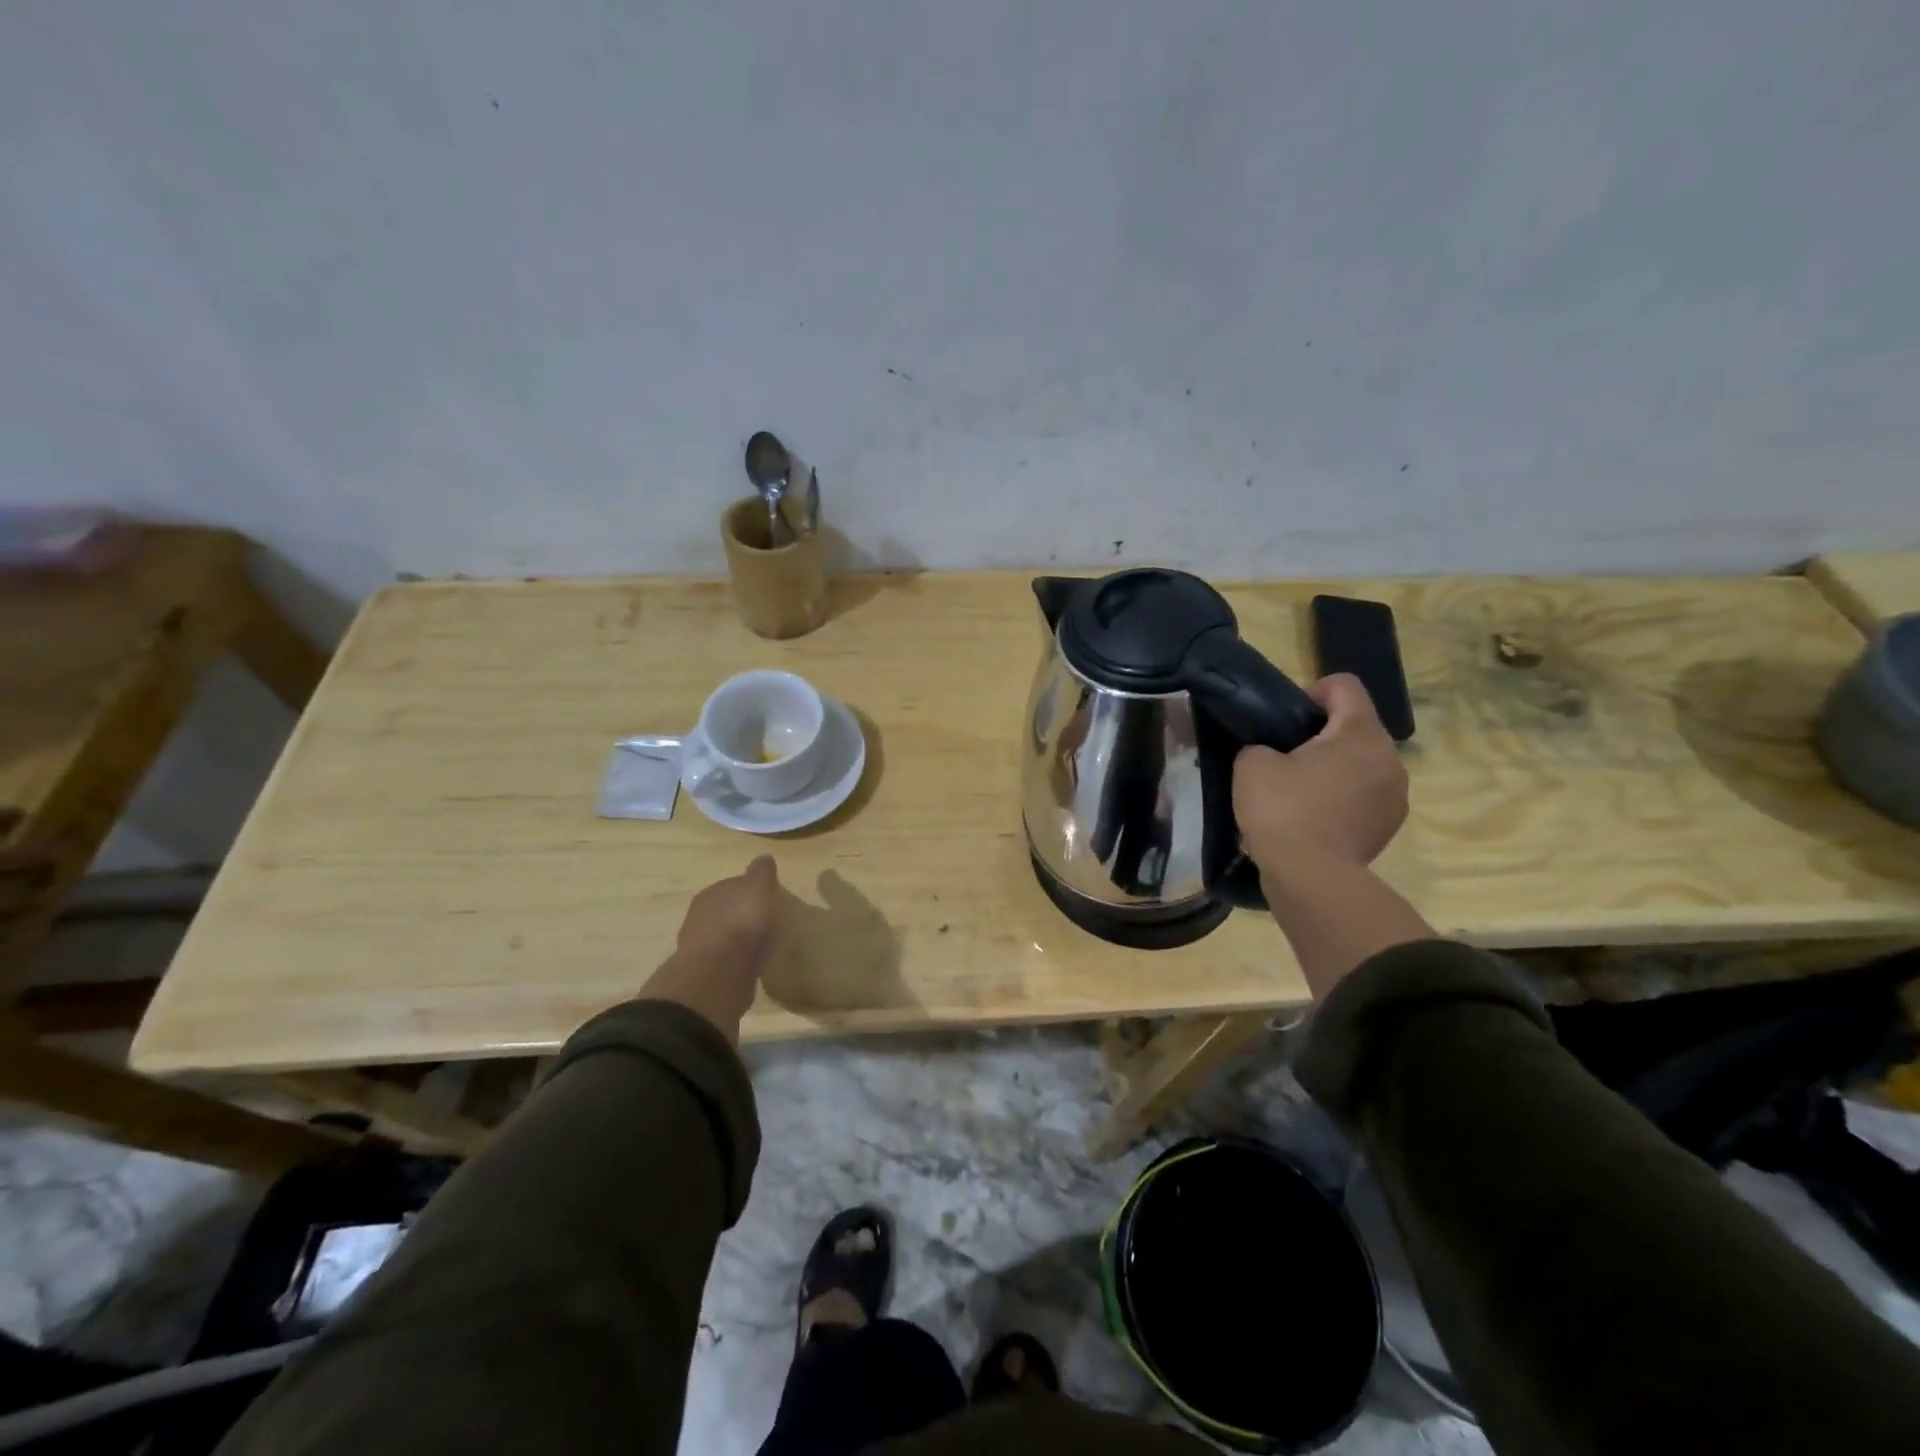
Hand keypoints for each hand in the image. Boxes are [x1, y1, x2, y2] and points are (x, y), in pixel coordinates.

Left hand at [641, 856, 781, 1039]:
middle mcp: (699, 916)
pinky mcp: (704, 973)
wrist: (719, 974)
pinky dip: (736, 960)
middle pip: (725, 910)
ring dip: (737, 939)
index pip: (732, 886)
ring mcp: (699, 946)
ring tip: (760, 945)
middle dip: (741, 915)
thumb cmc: (742, 924)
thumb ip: (761, 873)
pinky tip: (750, 965)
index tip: (768, 899)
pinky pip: (725, 960)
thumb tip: (764, 857)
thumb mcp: (759, 889)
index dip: (751, 891)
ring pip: (723, 936)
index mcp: (712, 893)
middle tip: (765, 922)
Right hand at [1233, 674, 1407, 878]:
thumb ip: (1262, 745)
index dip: (1312, 691)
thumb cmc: (1282, 810)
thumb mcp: (1251, 764)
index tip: (1285, 719)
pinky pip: (1363, 796)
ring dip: (1334, 768)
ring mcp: (1395, 795)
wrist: (1310, 878)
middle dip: (1322, 735)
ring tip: (1298, 792)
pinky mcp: (1389, 826)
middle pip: (1356, 726)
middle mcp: (1390, 758)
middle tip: (1284, 758)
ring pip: (1362, 763)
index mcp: (1360, 733)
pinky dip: (1341, 798)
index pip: (1344, 686)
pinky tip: (1312, 818)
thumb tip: (1273, 754)